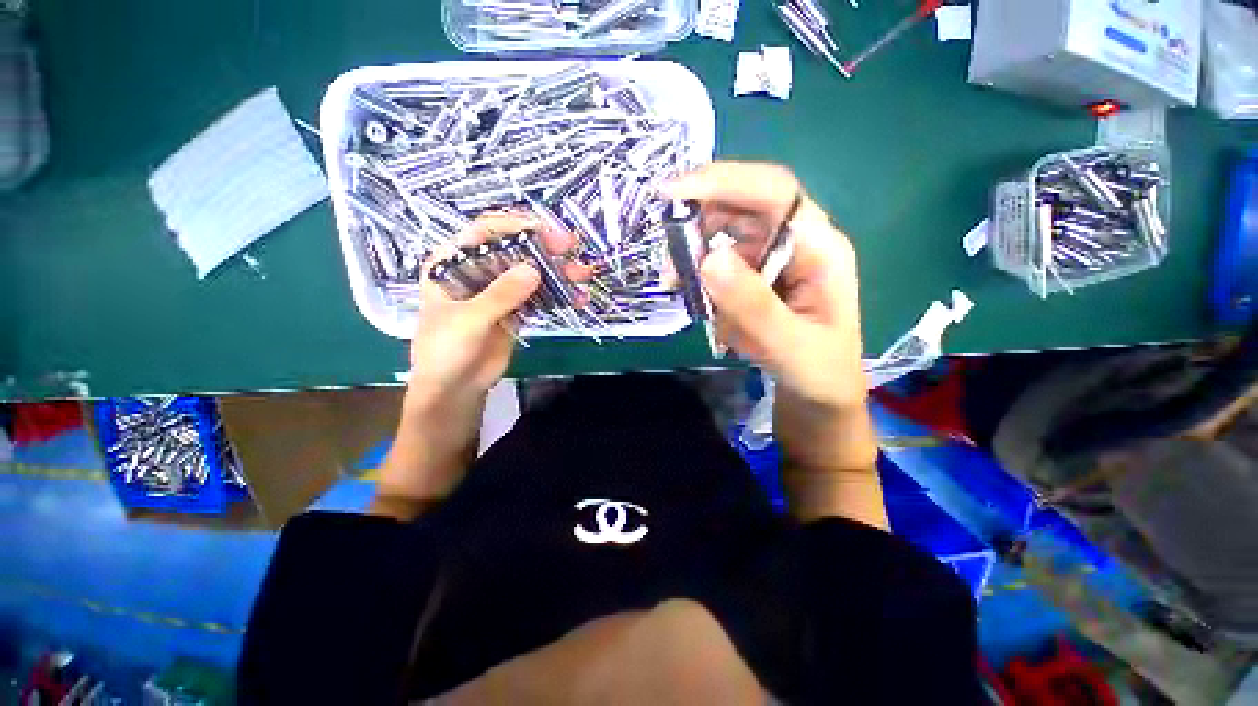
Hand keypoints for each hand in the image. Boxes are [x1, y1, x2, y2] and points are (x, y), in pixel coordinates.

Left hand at [407, 212, 589, 406]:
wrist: (454, 389)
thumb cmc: (444, 351)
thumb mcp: (468, 321)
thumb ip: (500, 295)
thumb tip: (534, 270)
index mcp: (453, 262)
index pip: (485, 232)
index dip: (516, 227)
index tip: (547, 233)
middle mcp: (477, 270)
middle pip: (514, 249)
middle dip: (544, 248)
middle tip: (572, 248)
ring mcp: (498, 291)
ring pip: (531, 272)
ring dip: (558, 272)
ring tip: (583, 275)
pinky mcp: (515, 309)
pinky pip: (539, 296)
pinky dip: (558, 295)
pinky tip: (577, 297)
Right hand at [664, 162, 867, 409]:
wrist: (819, 393)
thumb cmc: (818, 373)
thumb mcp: (790, 347)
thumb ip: (753, 307)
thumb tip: (709, 259)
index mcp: (820, 247)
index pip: (774, 193)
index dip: (724, 182)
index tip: (673, 192)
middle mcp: (797, 242)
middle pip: (743, 207)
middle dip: (701, 222)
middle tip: (669, 255)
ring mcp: (774, 258)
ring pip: (726, 234)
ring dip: (695, 253)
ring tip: (674, 283)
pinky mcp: (756, 276)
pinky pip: (720, 262)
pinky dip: (700, 276)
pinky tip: (694, 298)